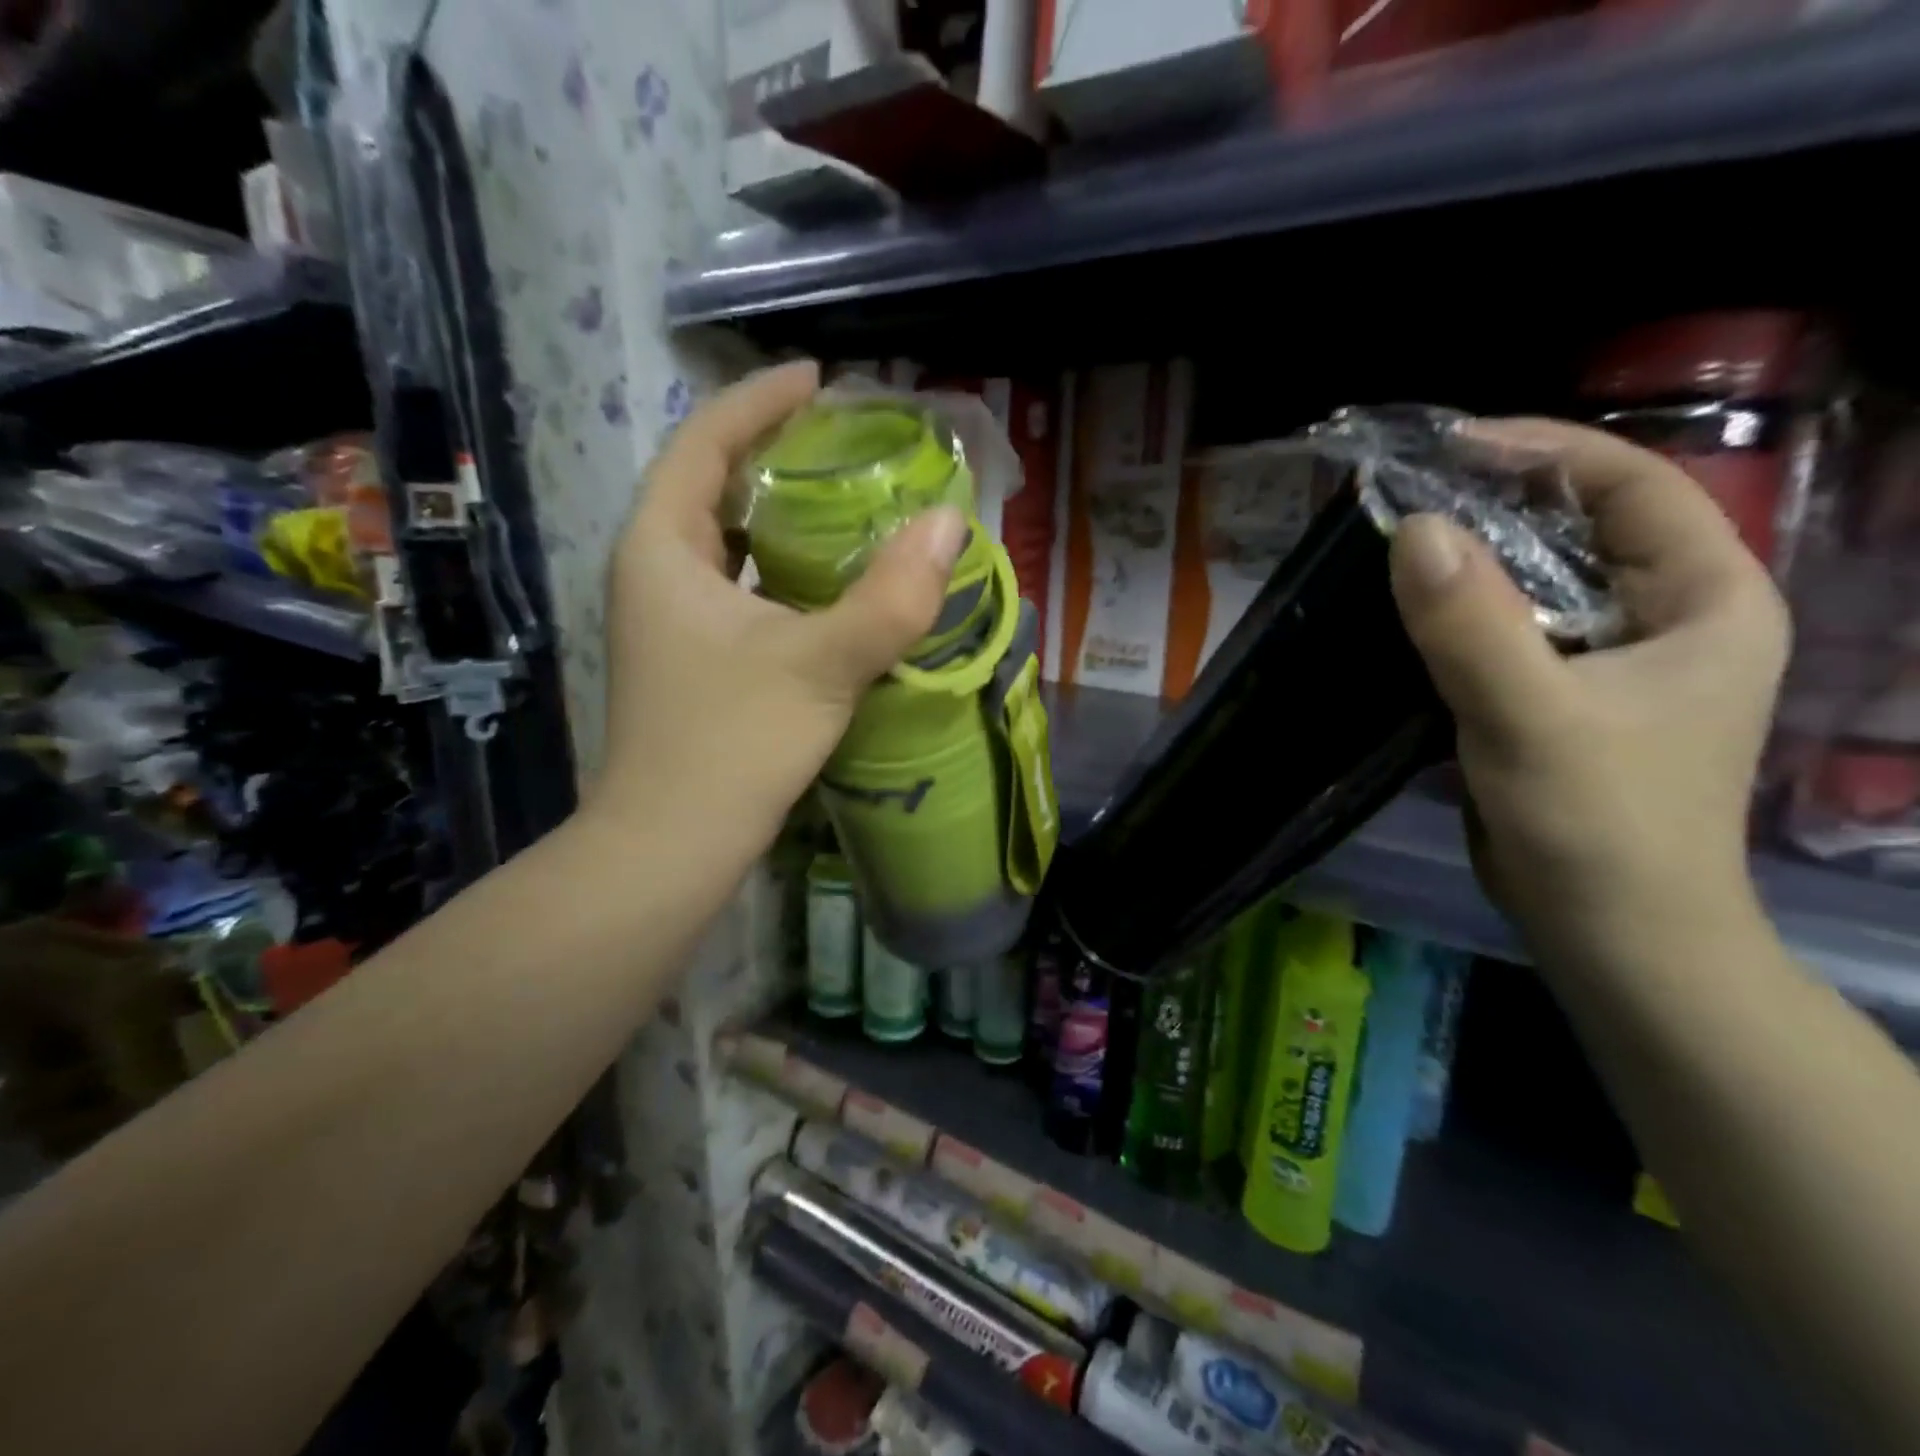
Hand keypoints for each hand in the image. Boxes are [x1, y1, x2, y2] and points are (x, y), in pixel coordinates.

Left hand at [588, 361, 968, 852]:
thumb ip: (890, 598)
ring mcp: (670, 620)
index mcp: (662, 548)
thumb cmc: (731, 745)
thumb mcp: (821, 665)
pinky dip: (781, 568)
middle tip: (843, 438)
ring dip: (778, 513)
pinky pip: (738, 586)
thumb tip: (951, 524)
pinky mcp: (694, 658)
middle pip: (710, 484)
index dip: (758, 400)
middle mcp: (654, 572)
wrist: (672, 845)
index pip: (704, 442)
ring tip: (845, 497)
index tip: (818, 378)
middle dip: (772, 451)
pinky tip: (829, 581)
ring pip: (725, 541)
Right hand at [1389, 418, 1791, 967]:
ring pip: (1536, 581)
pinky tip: (1405, 612)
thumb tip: (1412, 528)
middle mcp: (1668, 616)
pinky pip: (1506, 629)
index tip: (1449, 448)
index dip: (1544, 451)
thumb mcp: (1532, 718)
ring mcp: (1612, 659)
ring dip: (1467, 561)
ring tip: (1390, 544)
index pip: (1634, 485)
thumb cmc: (1599, 826)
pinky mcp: (1561, 695)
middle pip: (1580, 527)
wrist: (1610, 933)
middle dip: (1494, 503)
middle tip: (1404, 494)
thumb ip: (1473, 625)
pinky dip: (1456, 613)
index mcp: (1707, 600)